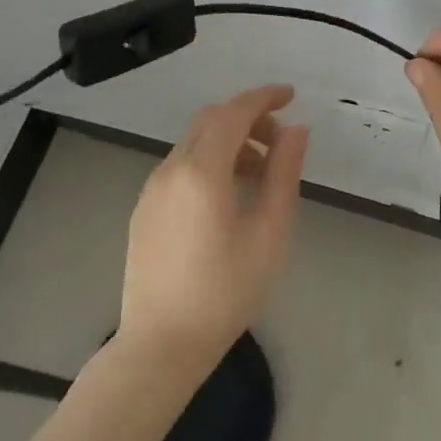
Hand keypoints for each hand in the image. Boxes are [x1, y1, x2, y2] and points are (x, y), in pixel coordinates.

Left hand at [119, 84, 309, 375]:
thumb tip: (296, 131)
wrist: (161, 344)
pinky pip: (180, 167)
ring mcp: (151, 189)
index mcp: (201, 171)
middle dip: (248, 119)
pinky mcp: (144, 210)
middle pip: (210, 121)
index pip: (234, 112)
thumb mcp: (269, 233)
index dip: (264, 97)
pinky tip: (227, 196)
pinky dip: (209, 162)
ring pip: (194, 144)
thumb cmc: (225, 291)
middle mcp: (170, 169)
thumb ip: (283, 174)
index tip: (291, 95)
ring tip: (259, 174)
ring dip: (229, 142)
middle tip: (280, 143)